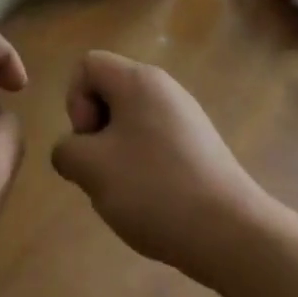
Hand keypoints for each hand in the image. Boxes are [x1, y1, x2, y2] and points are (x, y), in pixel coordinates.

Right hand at [50, 51, 272, 285]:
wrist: (230, 232)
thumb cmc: (154, 189)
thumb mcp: (91, 169)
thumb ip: (67, 151)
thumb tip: (74, 152)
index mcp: (139, 80)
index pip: (88, 65)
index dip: (75, 101)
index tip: (90, 140)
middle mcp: (165, 88)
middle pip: (109, 92)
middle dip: (94, 131)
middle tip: (103, 170)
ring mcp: (187, 116)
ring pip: (130, 122)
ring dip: (116, 153)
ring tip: (126, 191)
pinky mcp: (200, 145)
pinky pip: (155, 141)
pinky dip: (143, 165)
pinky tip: (152, 200)